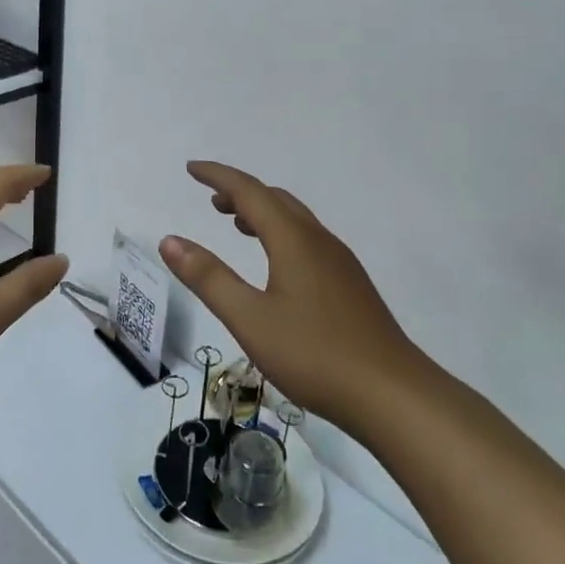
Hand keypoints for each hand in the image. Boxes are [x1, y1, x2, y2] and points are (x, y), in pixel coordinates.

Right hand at [160, 161, 423, 437]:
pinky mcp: (351, 286)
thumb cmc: (315, 354)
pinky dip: (281, 234)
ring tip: (237, 225)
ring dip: (263, 213)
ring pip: (296, 221)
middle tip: (211, 200)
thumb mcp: (249, 318)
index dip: (218, 176)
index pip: (250, 191)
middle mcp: (319, 241)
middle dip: (241, 193)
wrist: (394, 395)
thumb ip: (208, 278)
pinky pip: (308, 241)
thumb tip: (170, 241)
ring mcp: (340, 263)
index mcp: (293, 240)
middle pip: (276, 200)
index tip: (192, 168)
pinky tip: (276, 265)